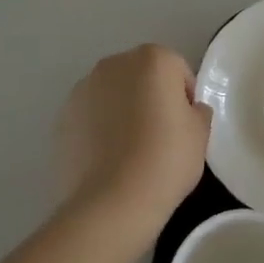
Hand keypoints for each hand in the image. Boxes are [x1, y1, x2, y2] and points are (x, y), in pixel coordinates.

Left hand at [58, 44, 211, 247]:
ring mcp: (84, 89)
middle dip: (150, 98)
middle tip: (159, 137)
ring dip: (122, 111)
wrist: (110, 203)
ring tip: (129, 151)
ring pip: (113, 94)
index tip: (184, 128)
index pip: (178, 71)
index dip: (184, 99)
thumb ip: (198, 111)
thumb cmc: (165, 160)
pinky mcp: (62, 118)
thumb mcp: (201, 134)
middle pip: (142, 76)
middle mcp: (115, 64)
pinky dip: (98, 129)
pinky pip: (91, 117)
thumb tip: (188, 111)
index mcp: (153, 58)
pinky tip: (107, 160)